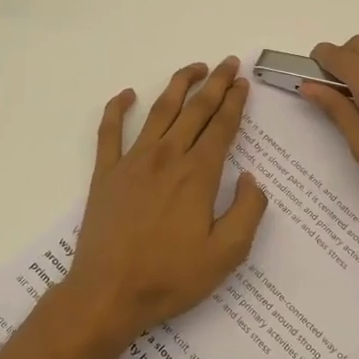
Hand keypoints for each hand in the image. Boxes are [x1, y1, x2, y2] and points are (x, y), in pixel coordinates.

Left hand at [63, 56, 268, 342]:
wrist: (108, 294)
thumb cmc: (171, 277)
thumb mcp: (227, 254)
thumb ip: (248, 212)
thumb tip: (252, 179)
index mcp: (198, 174)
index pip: (222, 127)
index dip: (235, 102)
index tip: (244, 83)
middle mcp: (167, 157)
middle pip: (195, 110)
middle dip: (215, 84)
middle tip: (229, 63)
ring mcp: (133, 162)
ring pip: (159, 110)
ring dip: (178, 84)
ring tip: (194, 68)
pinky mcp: (105, 174)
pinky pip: (109, 132)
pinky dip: (116, 109)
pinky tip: (126, 95)